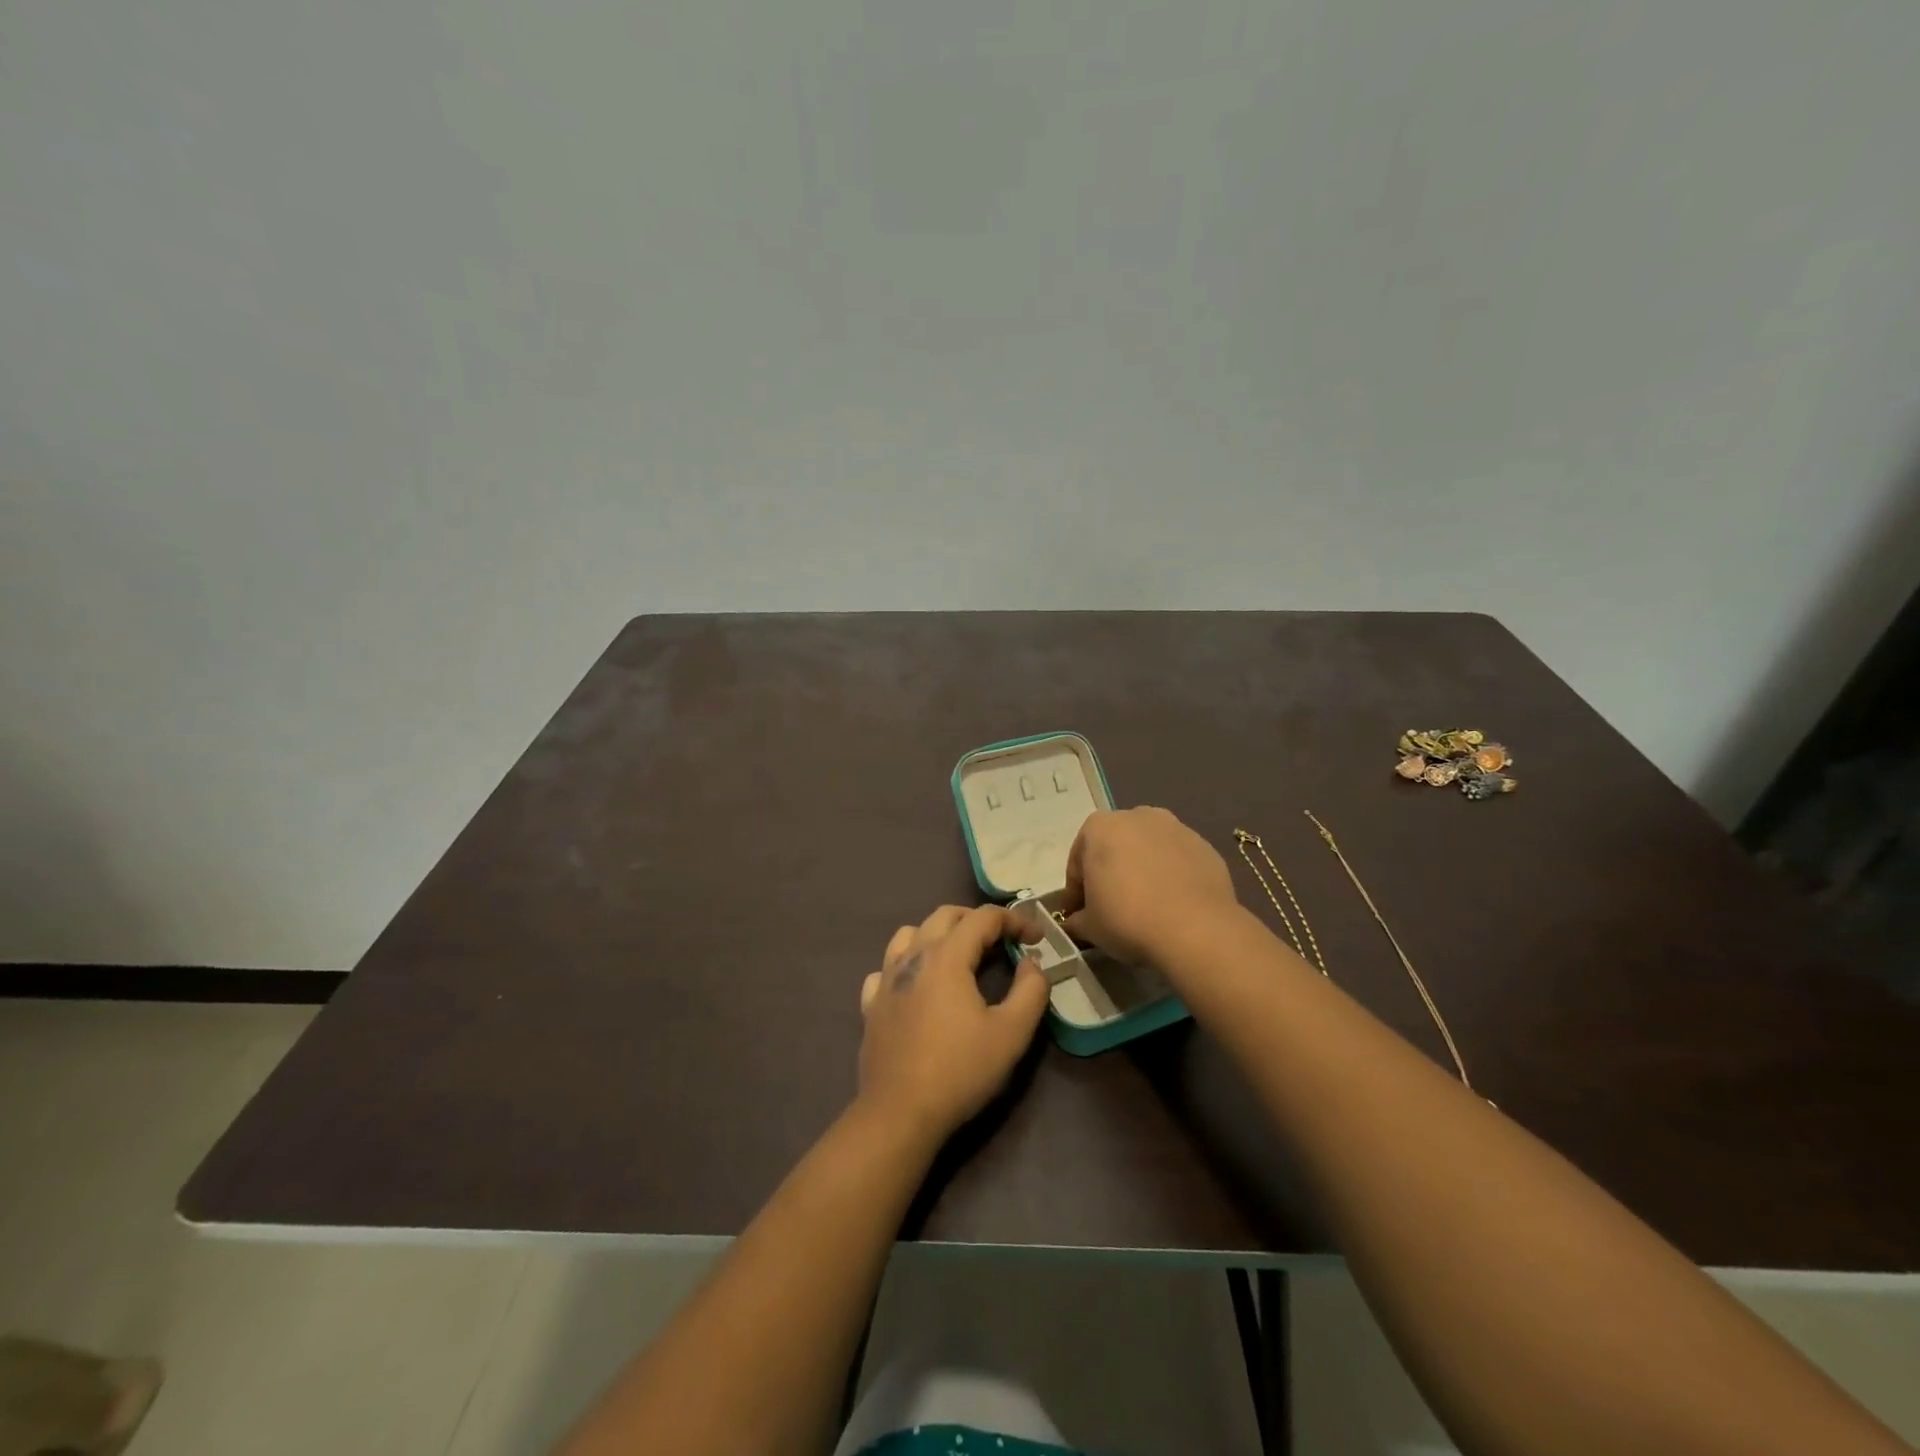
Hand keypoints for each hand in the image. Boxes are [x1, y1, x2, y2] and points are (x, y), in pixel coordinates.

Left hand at [856, 905, 1049, 1144]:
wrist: (900, 1112)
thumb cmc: (960, 1070)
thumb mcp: (1012, 1033)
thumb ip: (1031, 990)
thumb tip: (1031, 962)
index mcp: (947, 956)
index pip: (983, 918)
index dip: (1014, 920)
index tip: (1036, 938)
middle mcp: (913, 956)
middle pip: (945, 915)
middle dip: (977, 920)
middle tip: (1002, 941)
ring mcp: (886, 978)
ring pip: (910, 933)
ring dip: (938, 933)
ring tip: (959, 956)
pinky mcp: (871, 1003)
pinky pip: (886, 967)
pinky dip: (906, 964)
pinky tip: (917, 986)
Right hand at [1061, 807, 1240, 965]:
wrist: (1196, 930)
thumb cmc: (1128, 919)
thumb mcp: (1089, 926)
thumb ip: (1077, 919)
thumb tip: (1076, 922)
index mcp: (1100, 827)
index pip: (1078, 860)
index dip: (1077, 890)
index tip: (1081, 914)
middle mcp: (1137, 816)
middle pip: (1115, 846)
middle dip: (1111, 872)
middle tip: (1112, 907)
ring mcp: (1175, 828)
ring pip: (1149, 850)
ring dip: (1143, 870)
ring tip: (1147, 905)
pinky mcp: (1204, 846)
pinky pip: (1178, 861)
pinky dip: (1172, 876)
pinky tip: (1173, 905)